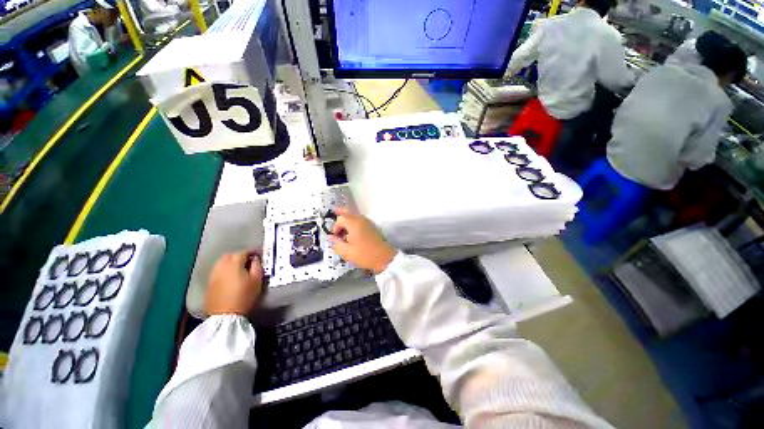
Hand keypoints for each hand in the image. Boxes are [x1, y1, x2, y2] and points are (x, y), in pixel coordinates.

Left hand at [205, 251, 264, 315]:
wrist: (225, 315)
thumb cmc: (244, 296)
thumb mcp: (257, 280)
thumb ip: (257, 266)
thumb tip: (255, 259)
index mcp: (234, 263)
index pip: (243, 252)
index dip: (252, 252)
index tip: (258, 255)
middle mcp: (221, 266)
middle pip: (230, 255)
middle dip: (239, 255)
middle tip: (248, 261)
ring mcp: (213, 275)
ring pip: (221, 262)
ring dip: (230, 263)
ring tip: (239, 269)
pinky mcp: (209, 284)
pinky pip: (217, 271)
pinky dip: (224, 270)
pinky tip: (229, 277)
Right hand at [330, 207, 395, 274]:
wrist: (384, 257)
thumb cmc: (365, 254)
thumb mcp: (347, 252)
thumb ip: (337, 243)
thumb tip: (332, 237)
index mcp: (354, 223)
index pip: (340, 219)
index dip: (335, 227)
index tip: (336, 237)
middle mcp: (361, 219)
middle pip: (348, 214)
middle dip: (341, 219)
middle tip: (337, 226)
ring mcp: (368, 222)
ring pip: (354, 217)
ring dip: (347, 223)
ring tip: (344, 234)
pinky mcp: (372, 226)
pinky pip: (360, 221)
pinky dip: (354, 225)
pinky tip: (353, 235)